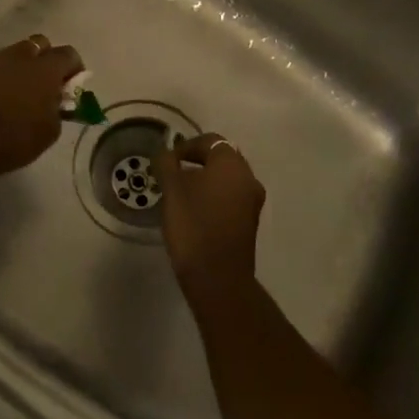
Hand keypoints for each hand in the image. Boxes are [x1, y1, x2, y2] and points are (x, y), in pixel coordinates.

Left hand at [0, 34, 83, 178]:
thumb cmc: (15, 138)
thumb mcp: (50, 131)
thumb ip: (58, 109)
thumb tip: (55, 101)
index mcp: (44, 68)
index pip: (68, 54)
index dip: (75, 68)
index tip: (73, 86)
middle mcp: (19, 57)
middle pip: (39, 44)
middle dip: (46, 58)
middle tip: (47, 83)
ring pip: (13, 54)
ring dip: (21, 67)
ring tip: (20, 92)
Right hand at [155, 132, 265, 299]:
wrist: (218, 277)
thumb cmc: (193, 226)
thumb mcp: (172, 191)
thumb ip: (167, 165)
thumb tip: (165, 152)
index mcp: (231, 163)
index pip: (209, 141)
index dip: (186, 146)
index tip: (167, 161)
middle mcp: (248, 176)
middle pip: (221, 158)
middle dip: (198, 162)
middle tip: (174, 174)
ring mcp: (253, 200)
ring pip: (227, 179)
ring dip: (207, 179)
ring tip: (182, 194)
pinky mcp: (251, 221)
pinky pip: (232, 197)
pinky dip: (215, 196)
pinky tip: (197, 211)